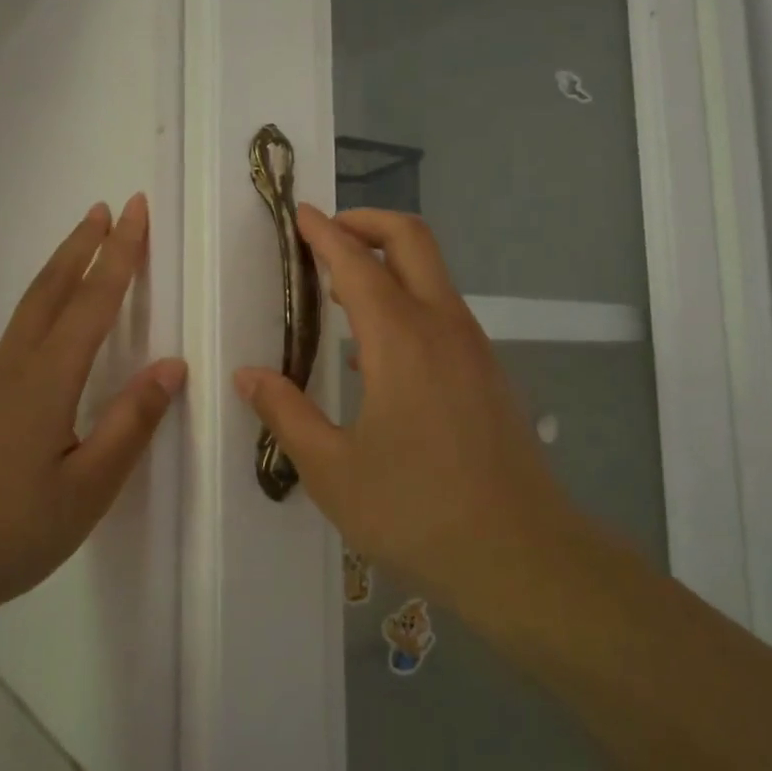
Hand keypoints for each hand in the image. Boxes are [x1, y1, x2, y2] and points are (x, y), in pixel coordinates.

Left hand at [0, 194, 185, 635]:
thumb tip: (171, 365)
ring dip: (61, 269)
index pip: (93, 301)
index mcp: (47, 380)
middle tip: (106, 207)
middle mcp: (14, 367)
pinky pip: (19, 333)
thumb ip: (130, 424)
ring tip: (83, 245)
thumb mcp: (87, 489)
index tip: (136, 209)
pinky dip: (44, 303)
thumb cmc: (8, 533)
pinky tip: (50, 324)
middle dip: (83, 245)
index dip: (119, 253)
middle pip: (52, 289)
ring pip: (30, 308)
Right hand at [234, 207, 571, 610]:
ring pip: (432, 275)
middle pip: (411, 239)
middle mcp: (442, 326)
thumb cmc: (417, 512)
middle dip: (367, 221)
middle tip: (326, 234)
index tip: (300, 214)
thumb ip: (287, 414)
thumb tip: (249, 376)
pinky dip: (408, 301)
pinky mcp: (489, 373)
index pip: (356, 261)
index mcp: (400, 339)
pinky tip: (377, 353)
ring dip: (388, 264)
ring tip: (341, 293)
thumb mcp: (333, 471)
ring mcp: (474, 347)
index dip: (324, 233)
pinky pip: (443, 313)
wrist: (522, 556)